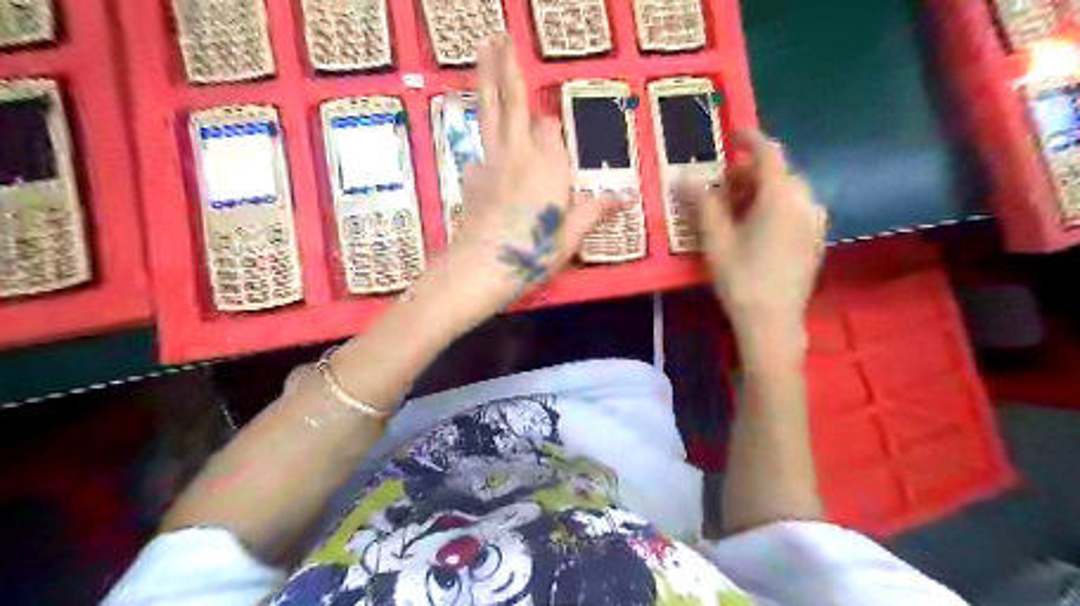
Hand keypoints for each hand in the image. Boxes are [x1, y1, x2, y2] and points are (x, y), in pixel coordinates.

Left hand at [422, 36, 614, 328]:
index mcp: (550, 167)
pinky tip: (487, 152)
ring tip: (483, 47)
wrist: (481, 268)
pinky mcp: (471, 175)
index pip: (550, 128)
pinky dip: (485, 141)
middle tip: (497, 34)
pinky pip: (481, 148)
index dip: (551, 129)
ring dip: (485, 78)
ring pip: (490, 112)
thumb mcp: (570, 238)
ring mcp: (491, 162)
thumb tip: (625, 197)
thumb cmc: (531, 254)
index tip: (551, 132)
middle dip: (506, 67)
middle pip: (513, 103)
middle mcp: (520, 154)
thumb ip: (593, 211)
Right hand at [683, 128, 828, 359]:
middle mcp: (805, 201)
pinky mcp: (816, 239)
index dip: (749, 138)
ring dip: (761, 190)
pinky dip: (775, 206)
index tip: (731, 133)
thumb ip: (703, 203)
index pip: (768, 152)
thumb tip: (685, 177)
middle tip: (721, 184)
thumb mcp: (716, 239)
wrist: (773, 323)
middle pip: (778, 173)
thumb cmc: (741, 279)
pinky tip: (756, 226)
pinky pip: (795, 209)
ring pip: (787, 191)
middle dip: (749, 172)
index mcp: (781, 196)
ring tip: (736, 207)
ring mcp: (815, 221)